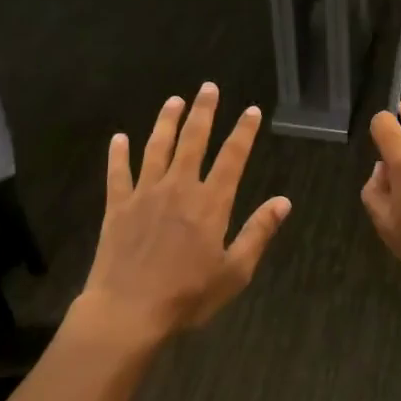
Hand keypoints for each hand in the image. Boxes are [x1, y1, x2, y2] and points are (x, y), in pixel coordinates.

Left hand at [79, 82, 290, 345]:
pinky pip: (118, 173)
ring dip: (166, 122)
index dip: (243, 132)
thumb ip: (258, 233)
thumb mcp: (234, 272)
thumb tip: (283, 201)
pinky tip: (119, 138)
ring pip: (157, 148)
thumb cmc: (186, 296)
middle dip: (203, 112)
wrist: (127, 312)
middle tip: (208, 87)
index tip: (251, 110)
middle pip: (193, 140)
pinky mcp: (117, 206)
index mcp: (210, 203)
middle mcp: (179, 188)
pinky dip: (118, 154)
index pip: (232, 157)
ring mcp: (145, 194)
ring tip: (174, 100)